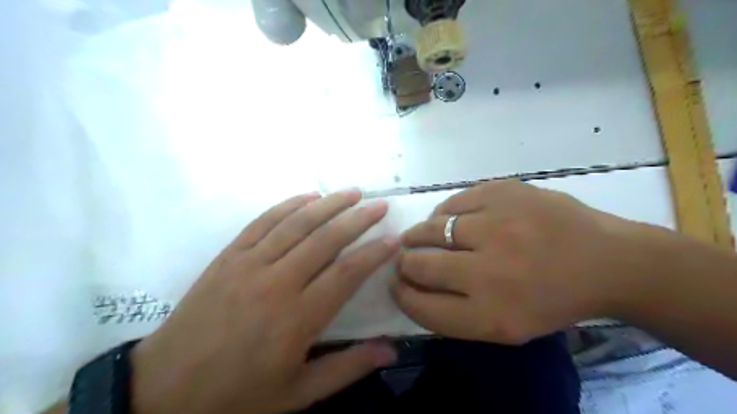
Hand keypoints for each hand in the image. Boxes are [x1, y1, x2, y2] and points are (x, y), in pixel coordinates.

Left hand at [132, 191, 397, 413]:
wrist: (164, 389)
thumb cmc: (237, 395)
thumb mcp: (298, 393)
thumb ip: (347, 368)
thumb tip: (391, 350)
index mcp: (297, 318)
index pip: (347, 273)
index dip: (374, 253)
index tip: (394, 239)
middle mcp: (276, 282)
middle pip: (325, 240)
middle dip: (358, 219)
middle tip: (380, 206)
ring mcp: (249, 264)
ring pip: (296, 224)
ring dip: (328, 204)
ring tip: (352, 192)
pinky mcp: (228, 256)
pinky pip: (263, 222)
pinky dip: (288, 205)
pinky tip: (308, 197)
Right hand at [392, 179, 639, 344]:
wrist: (605, 260)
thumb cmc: (552, 299)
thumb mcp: (505, 326)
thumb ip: (454, 313)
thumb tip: (410, 285)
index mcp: (491, 314)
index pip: (421, 307)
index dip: (401, 294)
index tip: (396, 284)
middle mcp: (489, 271)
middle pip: (419, 265)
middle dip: (404, 263)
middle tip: (406, 258)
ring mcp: (497, 226)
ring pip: (430, 228)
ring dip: (419, 234)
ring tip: (420, 235)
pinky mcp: (503, 192)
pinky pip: (452, 202)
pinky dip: (444, 213)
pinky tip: (451, 219)